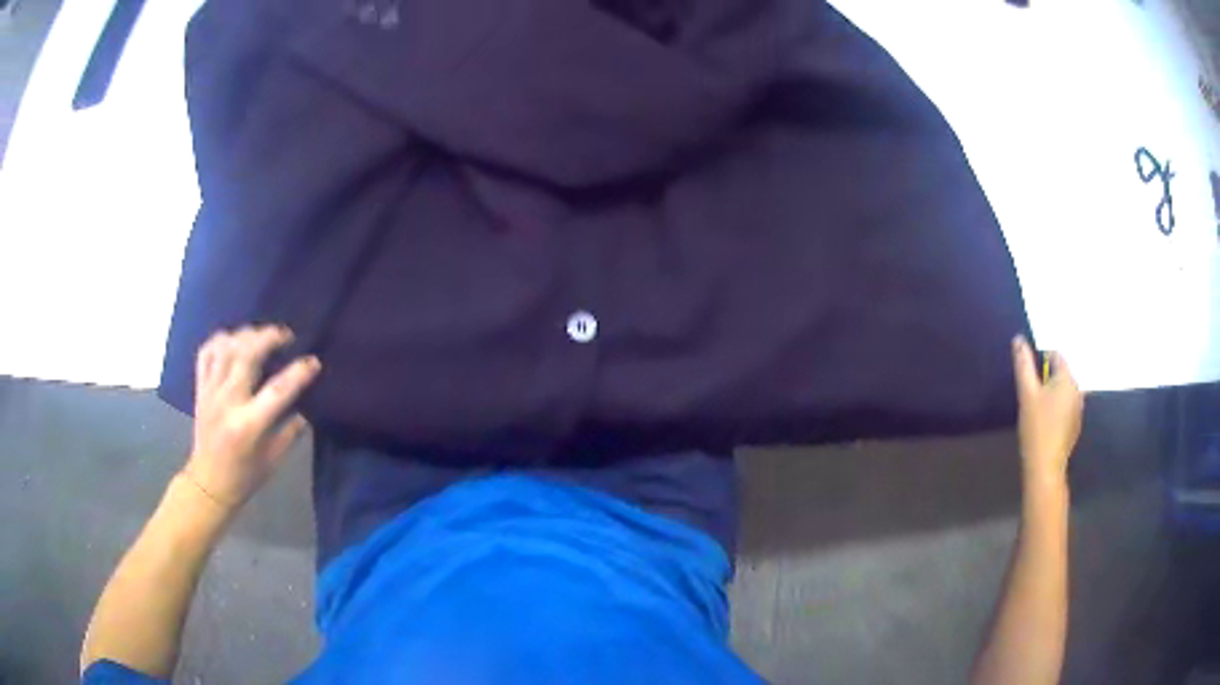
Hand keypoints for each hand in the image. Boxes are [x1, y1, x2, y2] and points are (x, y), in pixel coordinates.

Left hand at [183, 325, 320, 513]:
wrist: (208, 484)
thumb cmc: (244, 477)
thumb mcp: (273, 460)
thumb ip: (290, 432)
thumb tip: (305, 410)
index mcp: (249, 425)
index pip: (277, 390)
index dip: (298, 373)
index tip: (313, 361)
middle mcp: (228, 402)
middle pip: (247, 356)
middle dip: (268, 338)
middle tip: (285, 335)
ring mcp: (211, 392)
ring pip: (226, 347)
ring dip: (246, 335)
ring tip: (261, 335)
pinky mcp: (200, 388)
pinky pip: (207, 352)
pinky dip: (220, 340)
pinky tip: (233, 339)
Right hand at [1012, 335, 1083, 487]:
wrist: (1045, 467)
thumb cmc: (1036, 428)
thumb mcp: (1026, 394)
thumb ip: (1023, 365)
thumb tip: (1019, 339)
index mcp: (1067, 378)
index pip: (1055, 355)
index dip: (1040, 361)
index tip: (1029, 379)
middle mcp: (1077, 389)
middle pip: (1060, 374)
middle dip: (1046, 380)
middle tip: (1030, 398)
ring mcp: (1078, 409)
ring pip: (1063, 391)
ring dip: (1051, 395)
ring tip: (1037, 413)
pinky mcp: (1075, 425)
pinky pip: (1066, 407)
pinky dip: (1056, 410)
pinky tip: (1045, 426)